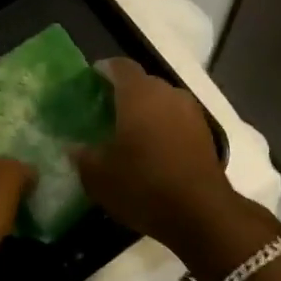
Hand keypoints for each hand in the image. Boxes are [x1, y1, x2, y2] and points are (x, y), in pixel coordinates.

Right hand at [73, 59, 254, 254]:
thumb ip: (83, 156)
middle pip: (143, 83)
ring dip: (147, 111)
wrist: (202, 213)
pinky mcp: (206, 134)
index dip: (104, 70)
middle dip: (125, 92)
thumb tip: (75, 147)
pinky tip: (153, 150)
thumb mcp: (99, 177)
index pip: (120, 66)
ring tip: (130, 133)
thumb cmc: (143, 185)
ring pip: (163, 102)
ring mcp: (191, 113)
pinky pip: (178, 120)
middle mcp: (168, 94)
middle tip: (107, 112)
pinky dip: (164, 127)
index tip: (91, 81)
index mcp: (139, 94)